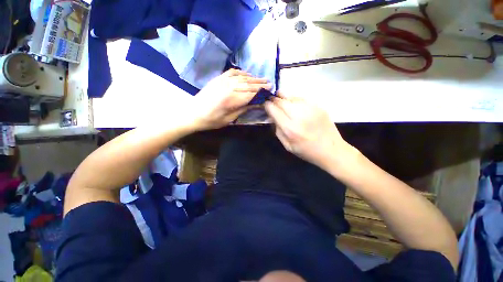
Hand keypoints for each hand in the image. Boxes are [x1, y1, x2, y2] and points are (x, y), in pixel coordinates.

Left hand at [191, 69, 270, 130]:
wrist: (193, 113)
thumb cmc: (212, 120)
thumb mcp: (229, 119)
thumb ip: (243, 109)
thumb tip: (257, 103)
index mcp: (232, 99)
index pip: (251, 94)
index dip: (262, 93)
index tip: (270, 92)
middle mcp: (229, 87)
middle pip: (249, 84)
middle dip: (261, 84)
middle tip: (270, 84)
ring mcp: (223, 81)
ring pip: (243, 78)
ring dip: (254, 78)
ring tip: (263, 79)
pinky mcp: (218, 78)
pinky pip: (233, 72)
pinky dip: (242, 73)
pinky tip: (248, 74)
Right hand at [264, 92, 354, 168]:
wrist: (331, 150)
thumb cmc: (306, 151)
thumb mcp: (287, 145)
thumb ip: (277, 130)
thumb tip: (272, 116)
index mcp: (290, 128)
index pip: (274, 110)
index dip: (267, 105)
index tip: (265, 104)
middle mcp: (299, 116)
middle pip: (281, 101)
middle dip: (274, 99)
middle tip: (271, 99)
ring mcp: (310, 109)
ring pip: (292, 97)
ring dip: (283, 97)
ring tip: (280, 97)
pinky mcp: (319, 106)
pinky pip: (302, 98)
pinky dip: (295, 99)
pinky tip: (293, 102)